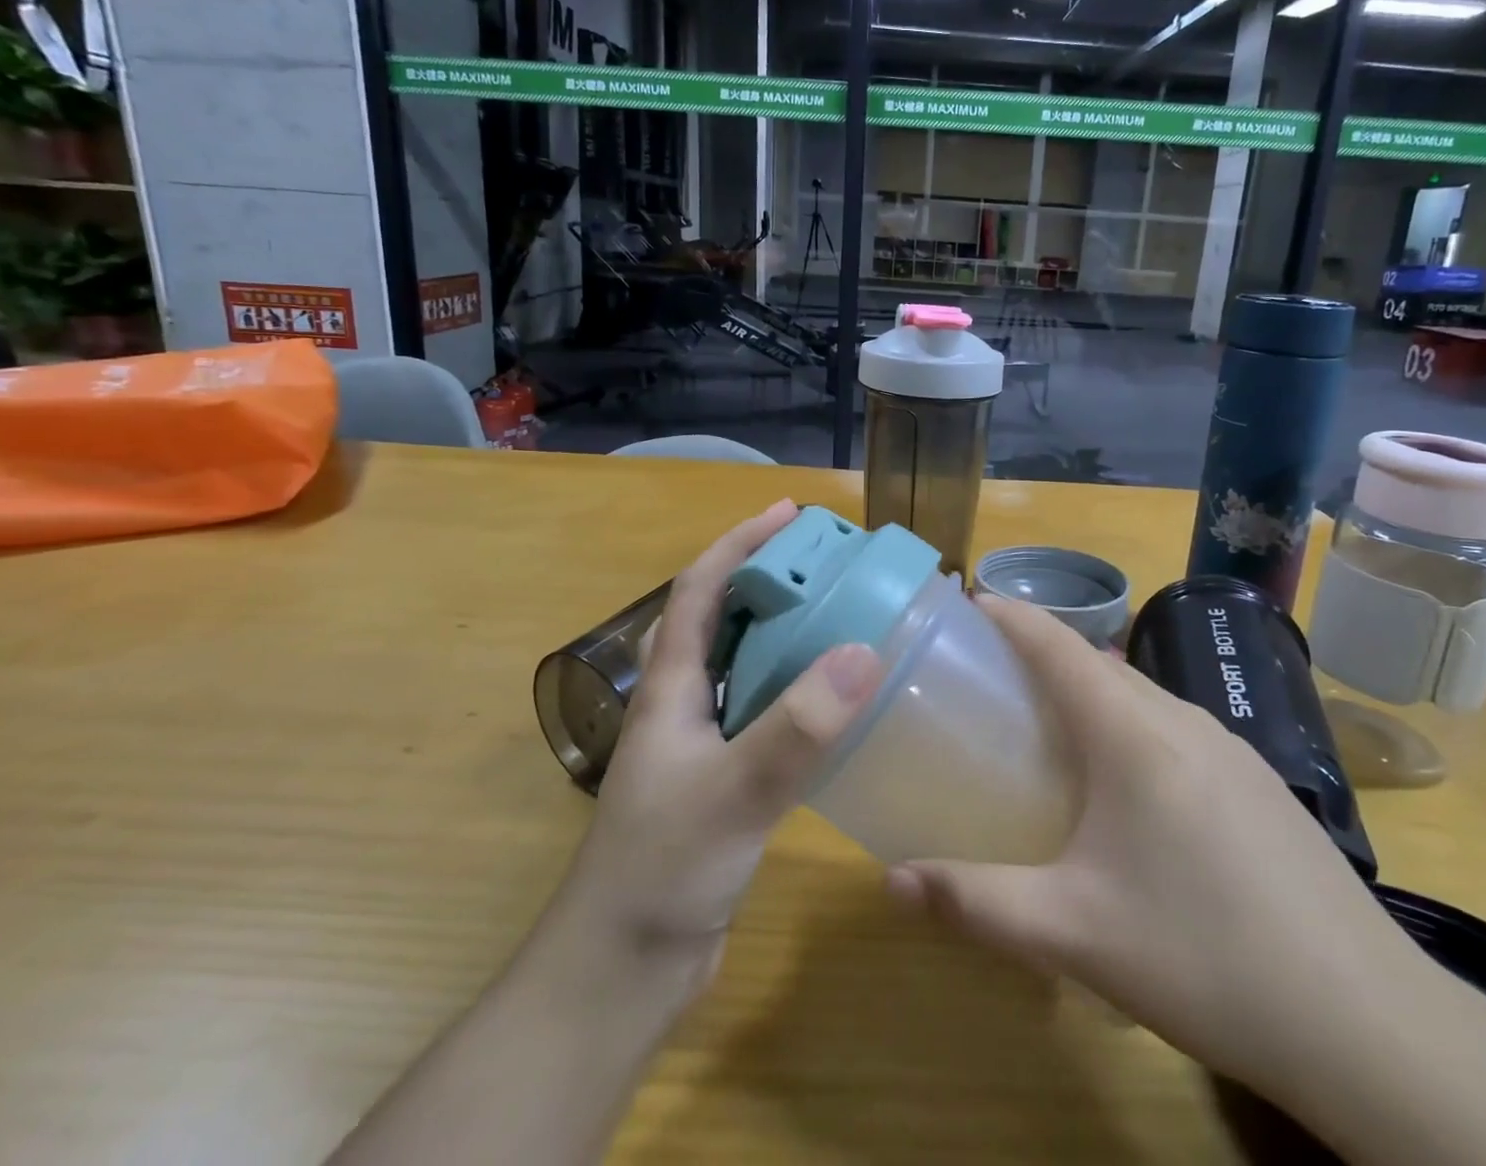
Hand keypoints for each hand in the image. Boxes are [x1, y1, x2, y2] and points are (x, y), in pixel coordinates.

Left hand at [549, 499, 884, 996]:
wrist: (622, 971)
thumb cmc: (661, 869)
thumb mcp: (733, 792)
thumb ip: (796, 728)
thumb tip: (863, 652)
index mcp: (670, 686)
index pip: (700, 589)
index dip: (740, 543)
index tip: (789, 514)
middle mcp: (684, 703)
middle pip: (726, 619)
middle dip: (772, 580)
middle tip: (833, 564)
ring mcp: (702, 744)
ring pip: (748, 667)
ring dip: (788, 634)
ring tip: (845, 616)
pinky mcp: (725, 781)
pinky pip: (766, 714)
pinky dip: (799, 692)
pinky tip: (838, 701)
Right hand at [884, 595, 1420, 1094]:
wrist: (1370, 1023)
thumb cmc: (1204, 957)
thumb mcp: (1072, 933)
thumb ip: (975, 903)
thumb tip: (894, 882)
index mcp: (1133, 733)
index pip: (1059, 644)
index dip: (1011, 615)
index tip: (968, 604)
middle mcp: (1182, 719)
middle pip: (1098, 661)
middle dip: (1041, 653)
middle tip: (990, 676)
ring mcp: (1230, 747)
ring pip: (1141, 693)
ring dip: (1090, 690)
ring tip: (1048, 725)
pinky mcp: (1258, 781)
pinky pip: (1174, 725)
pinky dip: (1130, 723)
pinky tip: (1127, 785)